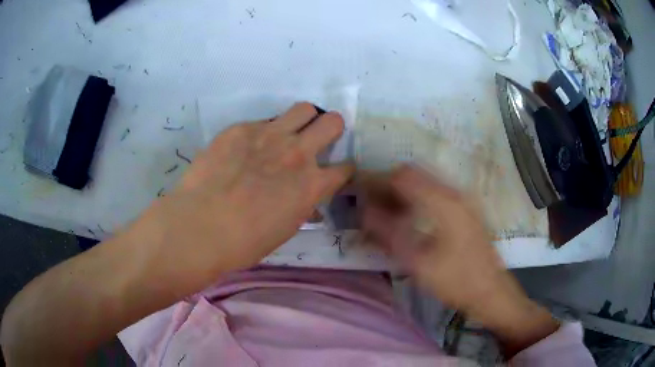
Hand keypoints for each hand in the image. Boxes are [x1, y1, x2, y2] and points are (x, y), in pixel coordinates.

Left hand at [131, 103, 353, 287]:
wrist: (200, 226)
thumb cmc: (244, 242)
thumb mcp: (283, 230)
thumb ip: (301, 208)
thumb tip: (307, 203)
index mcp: (312, 185)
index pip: (345, 169)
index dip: (344, 171)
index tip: (336, 173)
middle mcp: (297, 153)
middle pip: (332, 122)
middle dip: (331, 130)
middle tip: (317, 141)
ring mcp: (269, 135)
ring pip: (303, 109)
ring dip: (303, 120)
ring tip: (288, 133)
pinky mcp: (241, 128)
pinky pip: (262, 121)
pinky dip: (263, 132)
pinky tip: (246, 148)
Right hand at [360, 165, 557, 355]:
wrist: (491, 291)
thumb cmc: (456, 280)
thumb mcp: (418, 262)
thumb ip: (388, 234)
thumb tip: (364, 211)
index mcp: (444, 201)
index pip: (403, 176)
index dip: (377, 181)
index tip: (359, 194)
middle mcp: (454, 192)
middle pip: (413, 175)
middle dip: (388, 186)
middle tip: (371, 207)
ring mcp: (462, 199)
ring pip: (424, 183)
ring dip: (402, 193)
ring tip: (386, 214)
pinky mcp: (465, 209)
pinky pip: (435, 194)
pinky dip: (416, 200)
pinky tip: (409, 220)